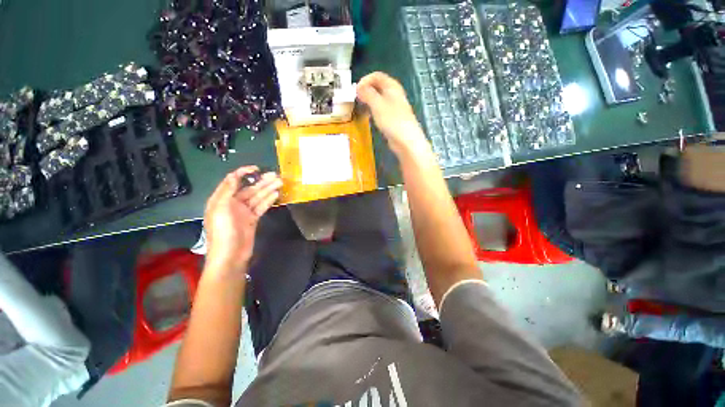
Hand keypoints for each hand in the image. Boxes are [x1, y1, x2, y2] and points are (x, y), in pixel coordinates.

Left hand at [203, 167, 282, 274]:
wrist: (230, 255)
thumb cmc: (223, 232)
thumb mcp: (220, 209)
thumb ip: (227, 191)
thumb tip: (234, 175)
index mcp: (222, 199)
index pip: (233, 181)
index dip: (243, 173)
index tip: (257, 169)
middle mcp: (233, 203)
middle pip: (249, 189)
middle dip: (262, 181)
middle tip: (276, 175)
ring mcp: (244, 212)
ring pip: (258, 197)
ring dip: (268, 189)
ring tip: (280, 182)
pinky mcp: (253, 219)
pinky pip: (261, 206)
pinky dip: (268, 200)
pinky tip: (276, 194)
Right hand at [357, 72, 427, 155]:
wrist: (406, 140)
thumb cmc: (392, 121)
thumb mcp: (377, 104)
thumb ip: (367, 94)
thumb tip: (359, 87)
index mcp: (392, 86)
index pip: (377, 76)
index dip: (365, 80)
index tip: (355, 91)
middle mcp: (394, 94)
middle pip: (378, 87)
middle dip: (366, 90)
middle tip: (356, 99)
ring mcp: (394, 107)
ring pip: (378, 99)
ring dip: (369, 101)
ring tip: (360, 107)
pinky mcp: (392, 119)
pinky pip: (380, 110)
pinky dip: (373, 110)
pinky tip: (369, 117)